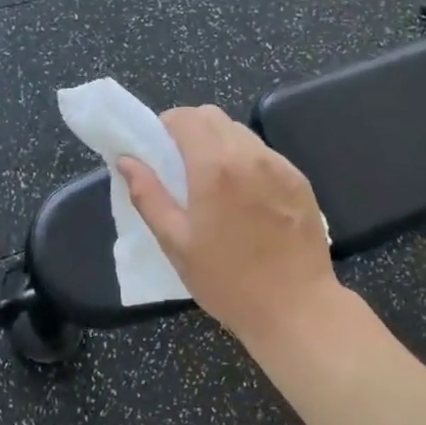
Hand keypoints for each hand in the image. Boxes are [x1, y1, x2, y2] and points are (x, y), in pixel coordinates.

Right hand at [117, 105, 340, 347]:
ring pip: (240, 132)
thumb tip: (126, 161)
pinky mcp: (299, 180)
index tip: (157, 150)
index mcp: (214, 167)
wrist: (296, 308)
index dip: (165, 126)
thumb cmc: (227, 281)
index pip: (185, 118)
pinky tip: (243, 196)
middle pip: (213, 116)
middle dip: (190, 129)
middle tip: (179, 164)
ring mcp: (280, 166)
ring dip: (218, 143)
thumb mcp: (176, 242)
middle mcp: (250, 155)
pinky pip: (264, 154)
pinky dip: (245, 160)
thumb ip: (148, 195)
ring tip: (212, 182)